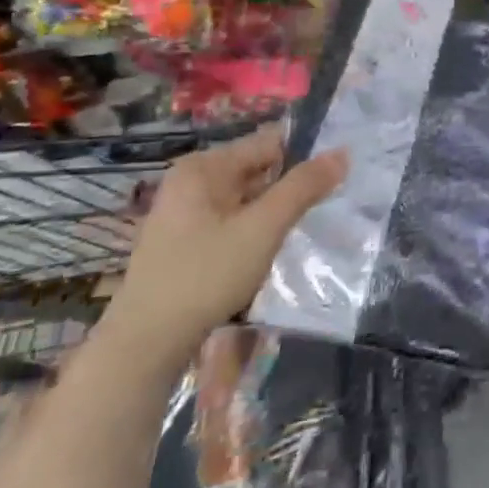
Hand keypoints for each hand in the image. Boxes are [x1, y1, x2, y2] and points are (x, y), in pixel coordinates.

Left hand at [106, 125, 347, 370]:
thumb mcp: (263, 228)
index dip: (307, 155)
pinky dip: (256, 227)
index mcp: (204, 167)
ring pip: (248, 197)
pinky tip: (272, 248)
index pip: (270, 142)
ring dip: (276, 209)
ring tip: (306, 226)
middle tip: (328, 204)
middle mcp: (191, 181)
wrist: (145, 345)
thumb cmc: (205, 276)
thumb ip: (303, 187)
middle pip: (258, 168)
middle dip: (292, 185)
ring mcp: (185, 212)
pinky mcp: (186, 241)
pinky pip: (234, 219)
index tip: (338, 175)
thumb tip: (342, 153)